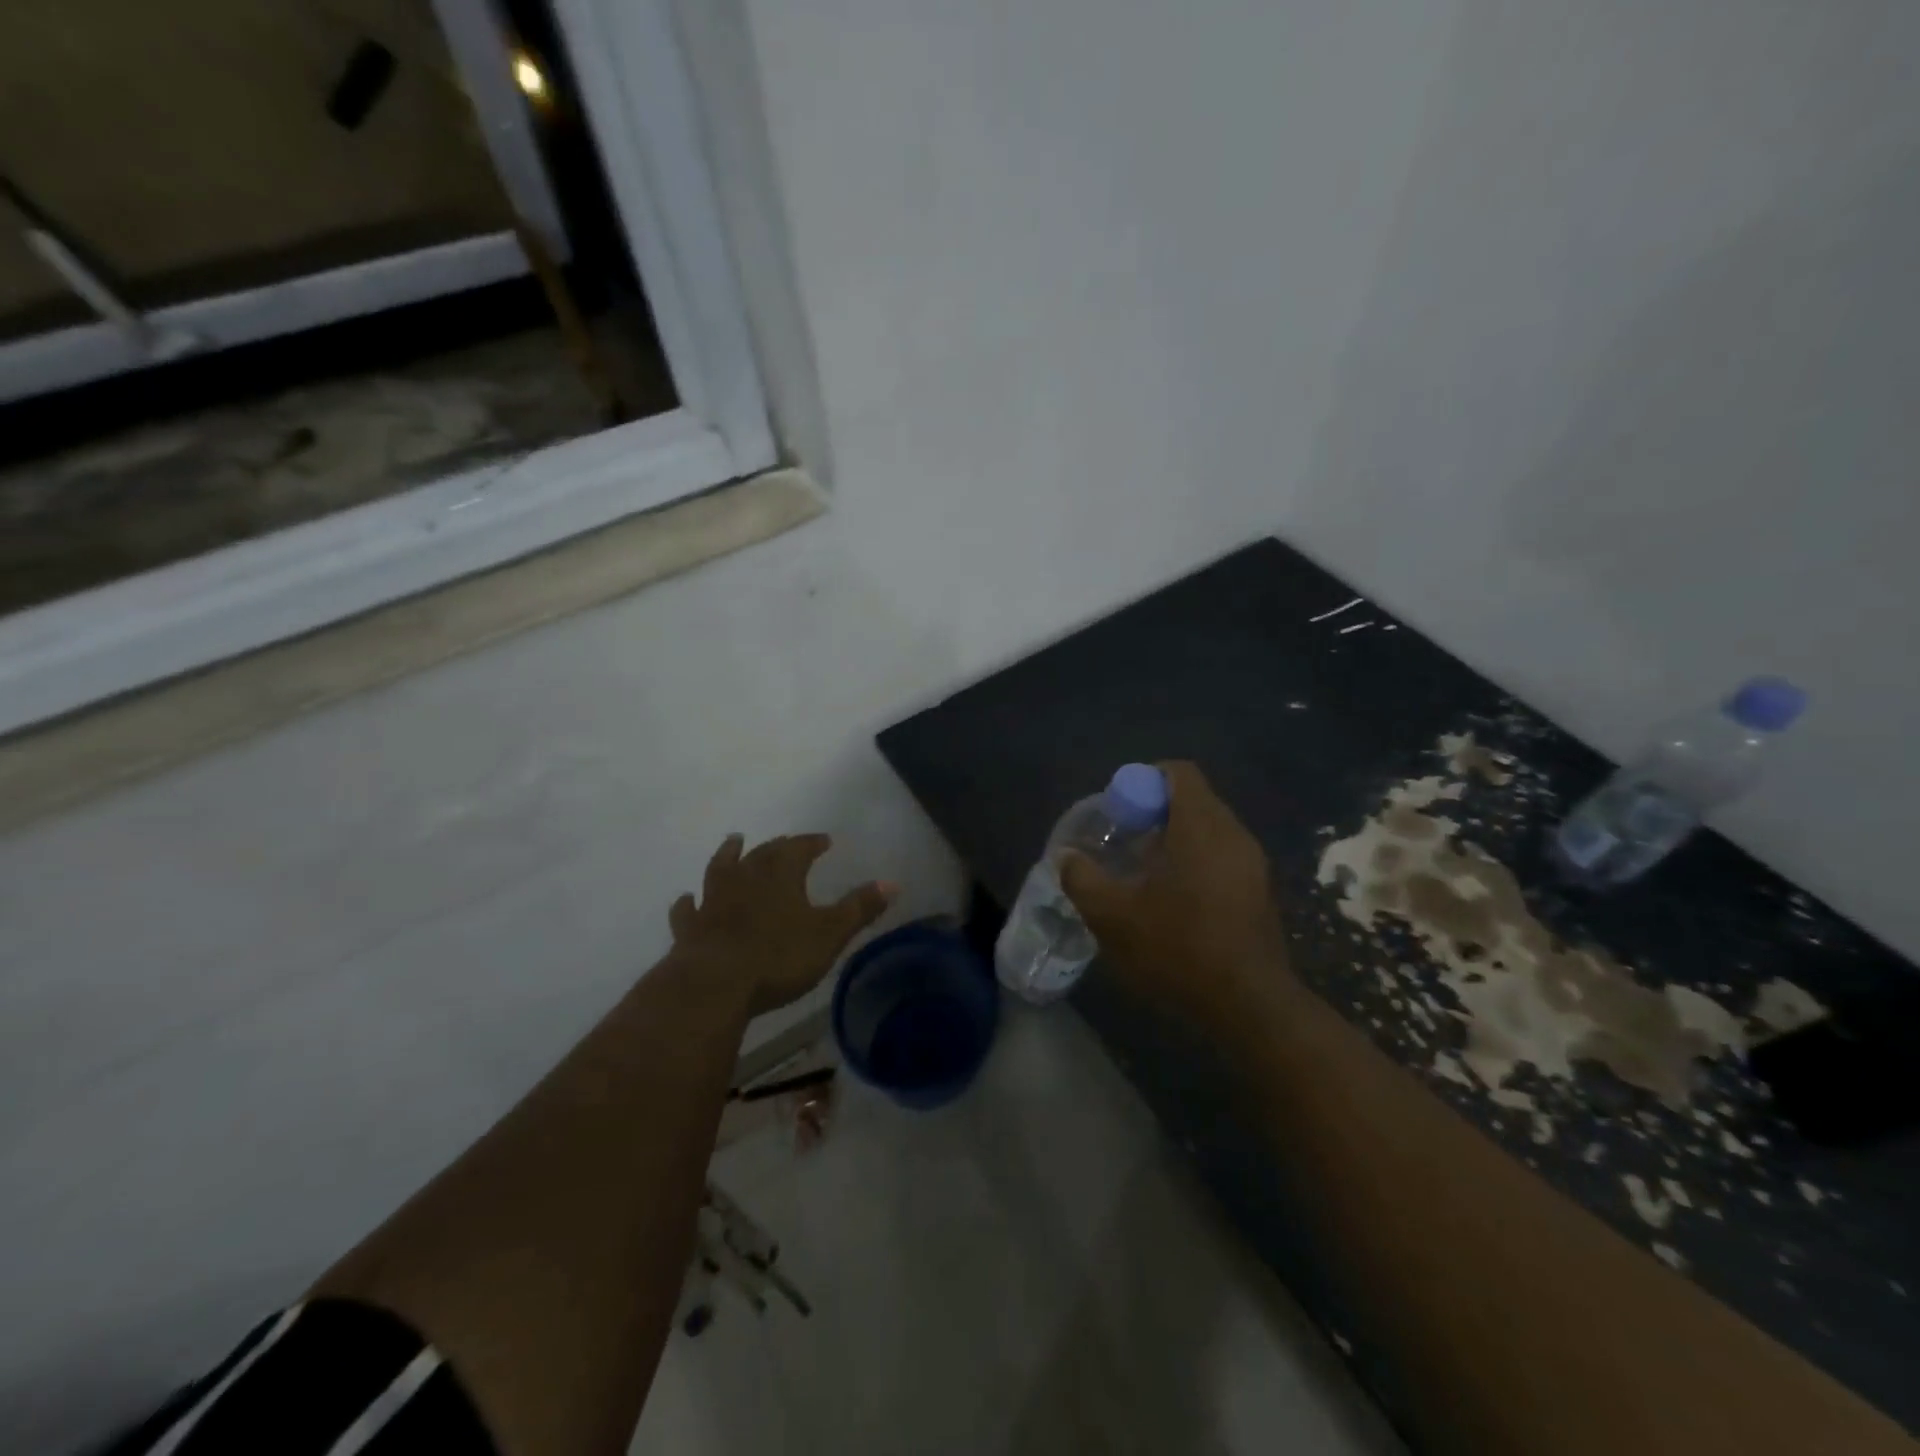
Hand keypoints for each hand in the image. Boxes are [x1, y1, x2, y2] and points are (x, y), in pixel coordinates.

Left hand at [669, 833, 894, 1016]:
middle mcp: (745, 879)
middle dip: (776, 847)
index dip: (812, 843)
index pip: (799, 849)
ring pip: (721, 869)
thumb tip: (892, 882)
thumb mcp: (830, 934)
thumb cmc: (778, 956)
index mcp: (780, 876)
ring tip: (734, 842)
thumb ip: (860, 908)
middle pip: (762, 854)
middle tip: (784, 842)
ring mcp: (713, 902)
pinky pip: (688, 909)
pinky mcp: (690, 929)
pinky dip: (689, 902)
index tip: (824, 840)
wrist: (715, 984)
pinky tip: (686, 899)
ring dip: (728, 855)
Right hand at [1059, 761, 1292, 1036]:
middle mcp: (1233, 834)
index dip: (1145, 779)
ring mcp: (1253, 863)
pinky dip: (1196, 861)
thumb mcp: (1113, 916)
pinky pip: (1223, 855)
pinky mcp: (1260, 891)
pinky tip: (1175, 900)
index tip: (1120, 808)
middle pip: (1193, 799)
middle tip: (1125, 841)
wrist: (1249, 1004)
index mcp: (1201, 826)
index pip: (1179, 772)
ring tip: (1145, 872)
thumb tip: (1067, 857)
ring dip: (1176, 839)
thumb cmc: (1179, 948)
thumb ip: (1082, 879)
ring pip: (1209, 829)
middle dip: (1155, 812)